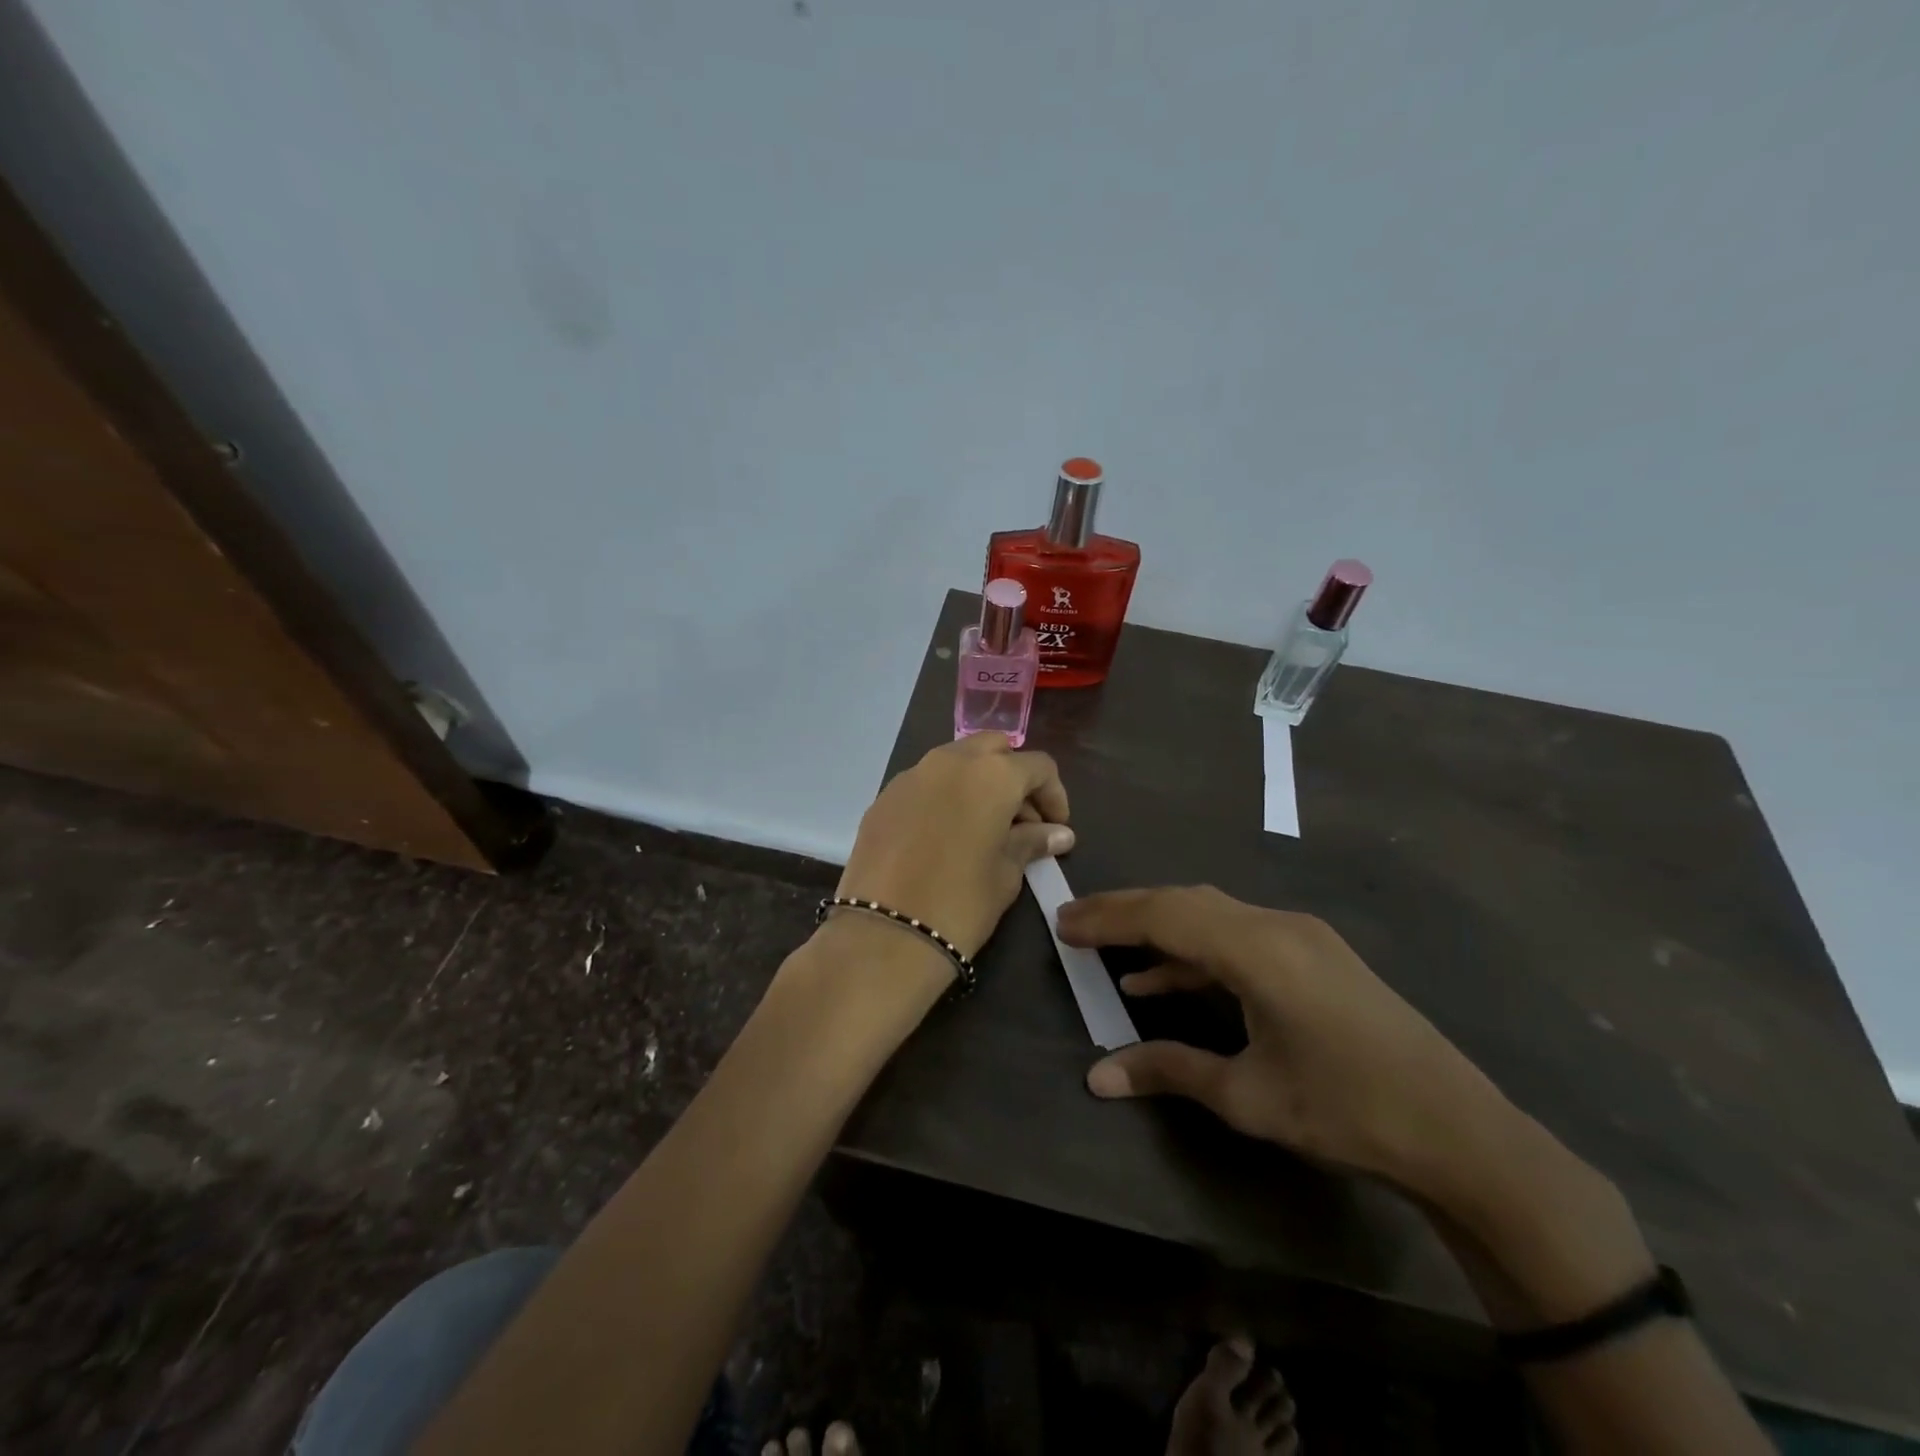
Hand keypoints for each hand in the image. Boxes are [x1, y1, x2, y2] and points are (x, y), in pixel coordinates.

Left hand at [834, 734, 1072, 968]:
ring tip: (983, 829)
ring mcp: (911, 775)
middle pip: (993, 749)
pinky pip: (924, 784)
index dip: (1054, 794)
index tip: (1056, 827)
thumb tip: (1058, 834)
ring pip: (955, 762)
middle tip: (1020, 820)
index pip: (1037, 766)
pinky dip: (943, 797)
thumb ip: (1031, 842)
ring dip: (976, 783)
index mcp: (991, 774)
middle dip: (1012, 776)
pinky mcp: (883, 798)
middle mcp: (950, 761)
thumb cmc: (961, 902)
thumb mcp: (1006, 873)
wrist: (884, 933)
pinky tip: (944, 837)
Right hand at [1058, 886, 1511, 1200]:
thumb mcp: (1249, 1097)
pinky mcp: (1314, 954)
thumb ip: (1169, 1070)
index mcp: (1257, 949)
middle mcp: (1276, 925)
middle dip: (1126, 910)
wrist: (1460, 1133)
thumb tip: (1097, 1077)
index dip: (1109, 916)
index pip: (1164, 915)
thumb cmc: (1348, 1111)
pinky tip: (1166, 979)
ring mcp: (1300, 936)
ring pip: (1211, 913)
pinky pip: (1238, 936)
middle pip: (1184, 902)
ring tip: (1108, 946)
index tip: (1062, 923)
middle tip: (1075, 923)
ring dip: (1160, 927)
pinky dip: (1196, 951)